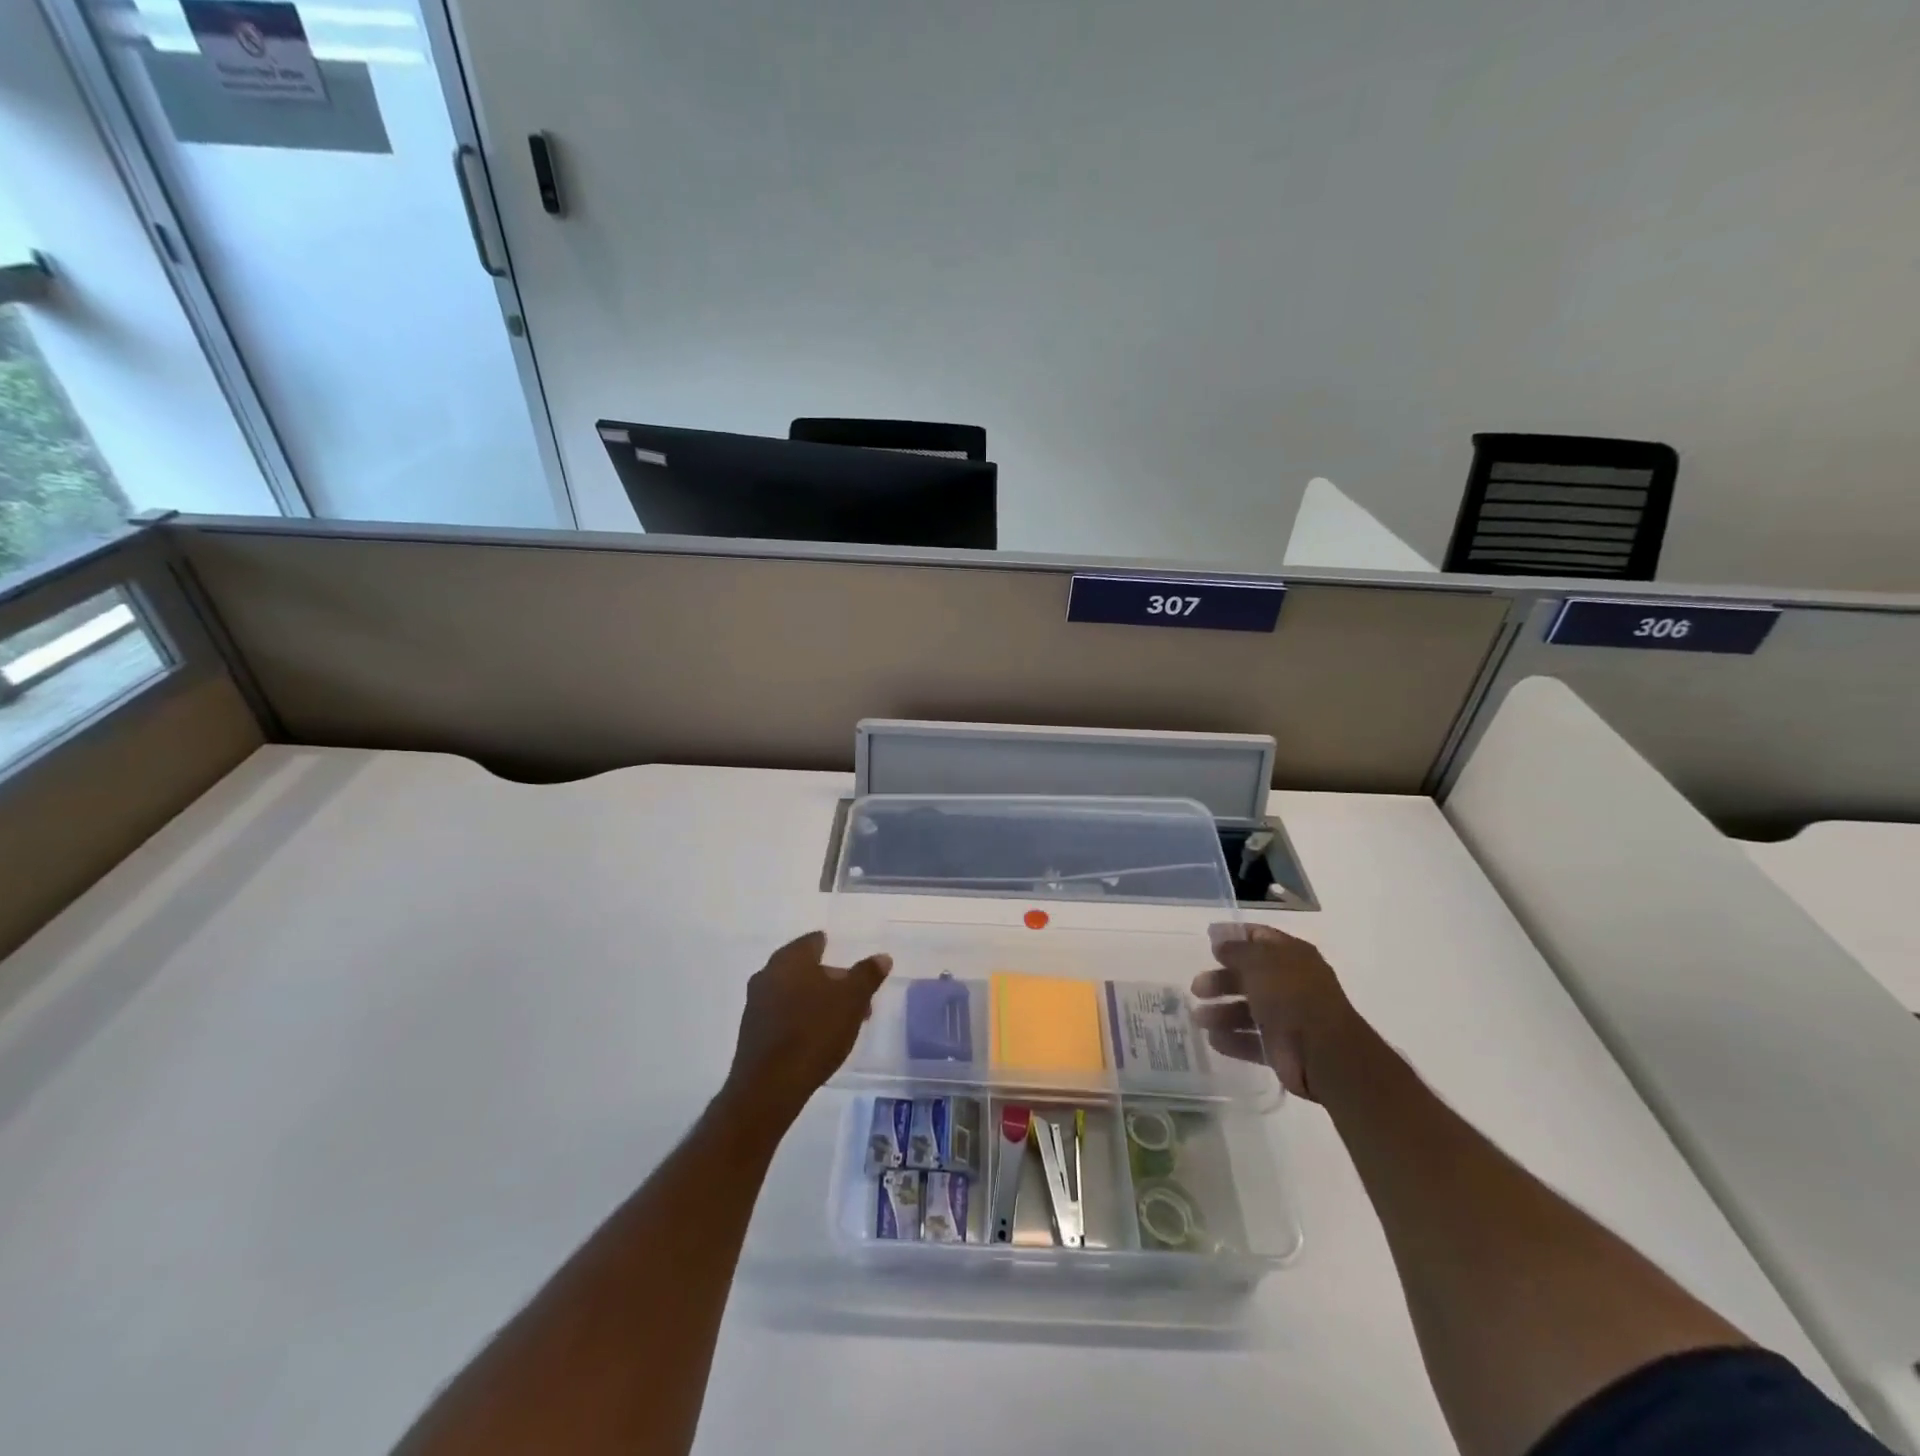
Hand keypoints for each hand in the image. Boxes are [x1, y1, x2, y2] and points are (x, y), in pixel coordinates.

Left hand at [723, 931, 891, 1122]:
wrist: (770, 1086)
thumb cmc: (814, 1032)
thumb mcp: (852, 1000)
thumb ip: (867, 975)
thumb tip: (882, 957)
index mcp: (790, 959)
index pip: (813, 941)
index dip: (832, 948)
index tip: (847, 961)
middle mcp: (768, 974)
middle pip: (804, 968)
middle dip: (829, 979)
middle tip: (854, 995)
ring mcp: (756, 1004)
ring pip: (793, 992)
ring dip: (816, 1000)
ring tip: (841, 1020)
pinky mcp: (752, 1032)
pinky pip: (782, 1014)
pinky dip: (800, 1017)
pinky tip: (817, 1036)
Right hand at [1190, 923, 1360, 1101]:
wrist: (1324, 1054)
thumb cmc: (1291, 996)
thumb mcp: (1258, 962)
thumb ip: (1235, 949)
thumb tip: (1219, 938)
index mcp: (1292, 955)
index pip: (1259, 937)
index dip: (1233, 935)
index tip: (1207, 939)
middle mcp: (1290, 983)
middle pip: (1248, 976)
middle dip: (1221, 980)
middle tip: (1197, 988)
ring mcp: (1287, 1017)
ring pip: (1247, 1010)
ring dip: (1221, 1013)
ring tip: (1199, 1019)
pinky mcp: (1282, 1049)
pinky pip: (1252, 1040)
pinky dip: (1233, 1039)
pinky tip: (1213, 1039)